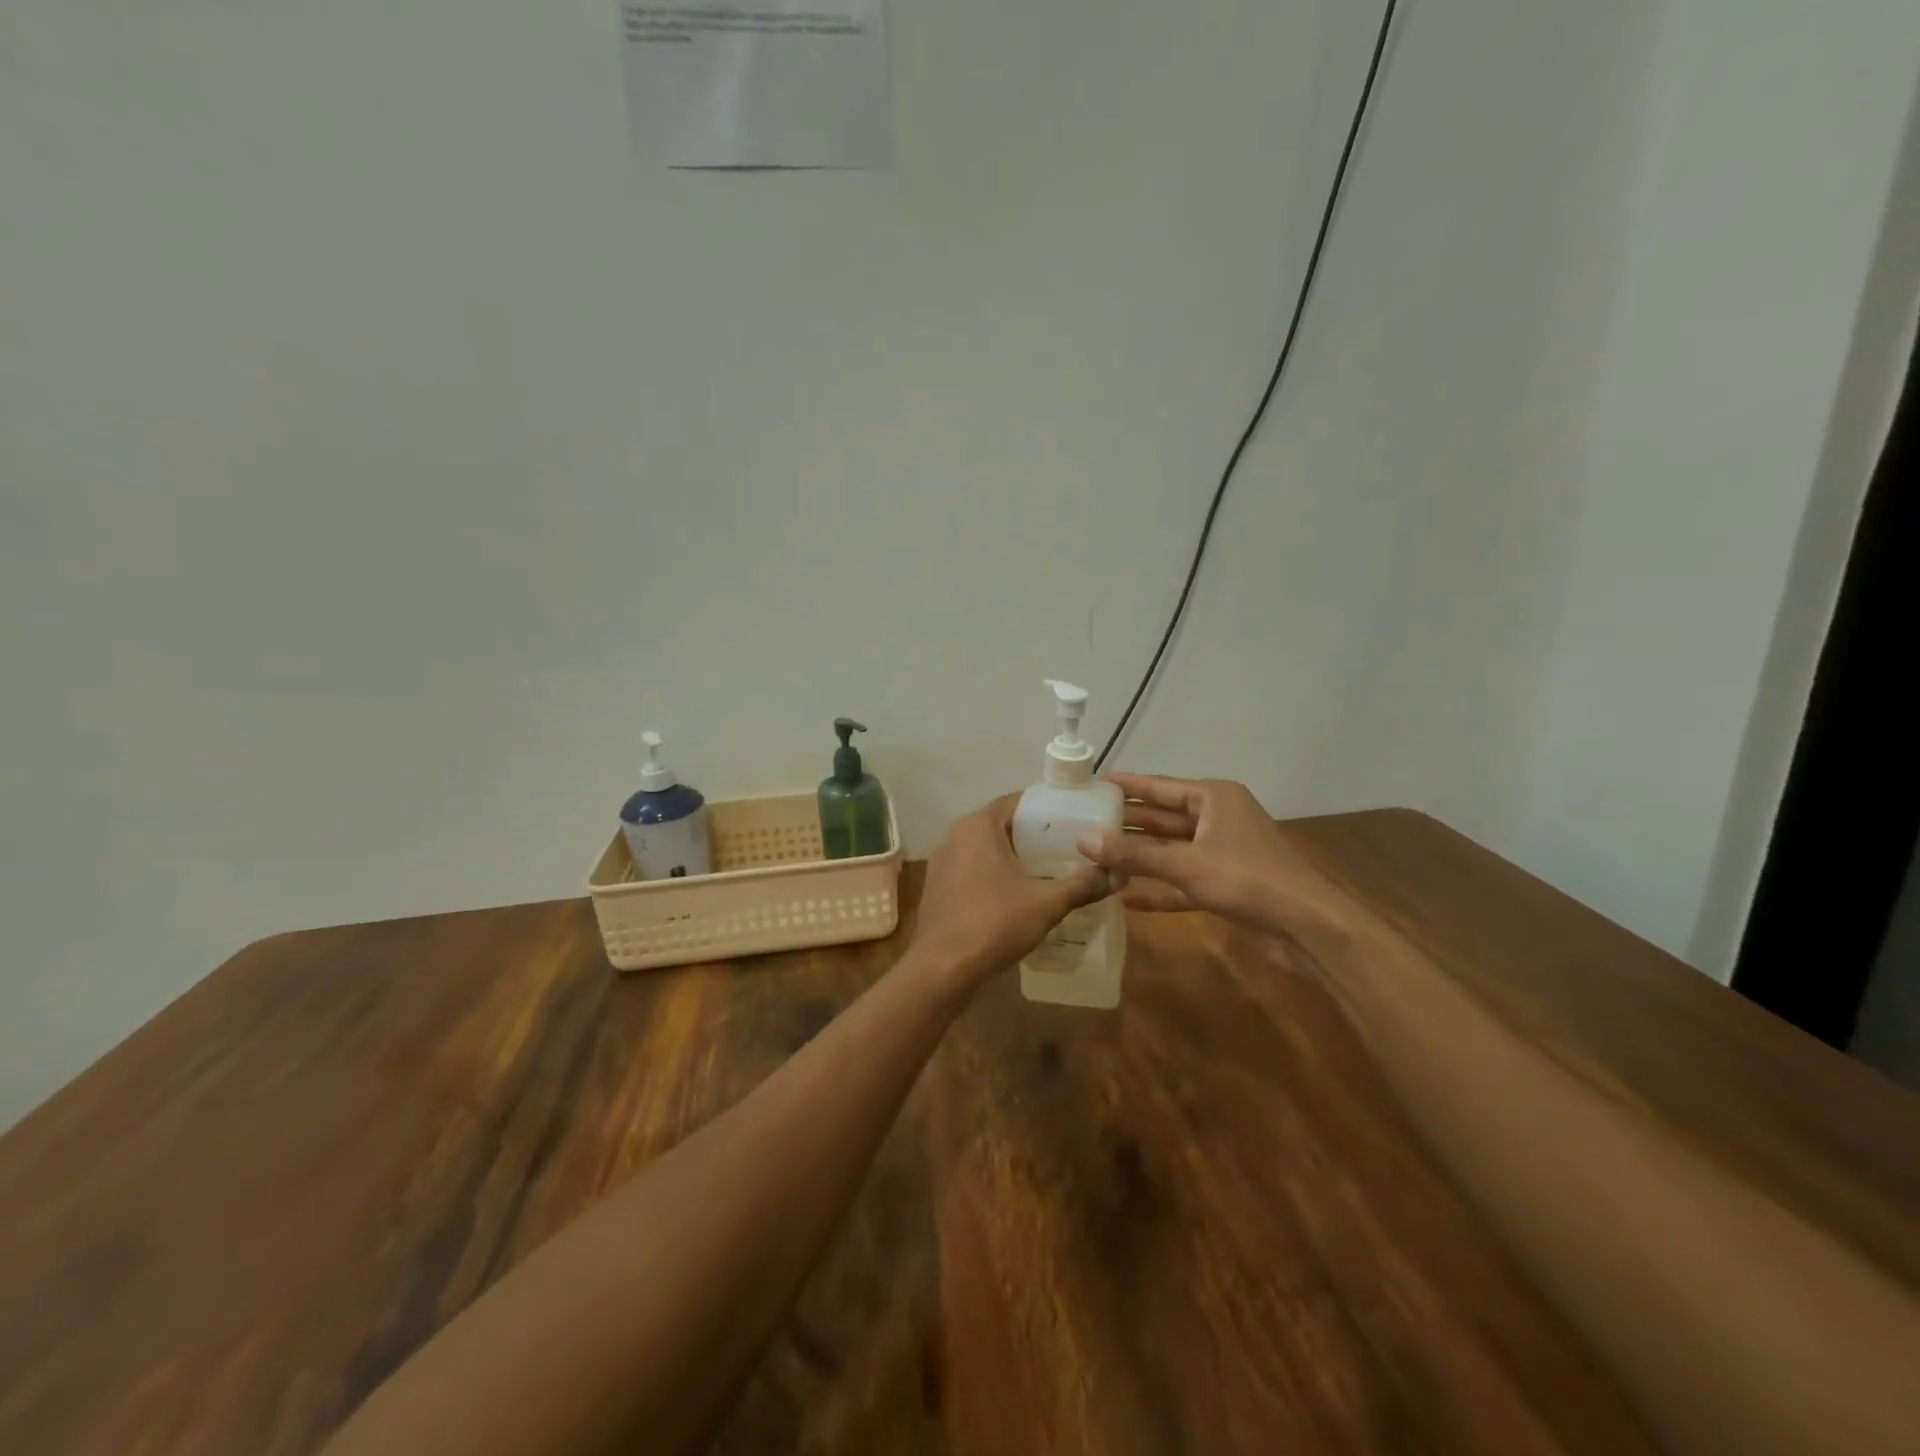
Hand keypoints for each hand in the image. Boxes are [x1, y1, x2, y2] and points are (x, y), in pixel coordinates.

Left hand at [909, 795, 1117, 988]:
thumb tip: (1119, 873)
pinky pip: (972, 869)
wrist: (941, 969)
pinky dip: (995, 874)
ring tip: (1049, 869)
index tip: (1076, 818)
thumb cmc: (993, 924)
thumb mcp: (1046, 904)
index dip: (1048, 808)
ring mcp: (942, 862)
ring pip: (985, 848)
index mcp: (978, 826)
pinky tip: (1018, 894)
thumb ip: (1083, 885)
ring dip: (1013, 856)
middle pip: (1002, 824)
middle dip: (1034, 835)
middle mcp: (955, 835)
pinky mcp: (938, 888)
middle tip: (1070, 845)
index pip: (1018, 801)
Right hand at [1076, 774, 1348, 934]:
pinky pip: (1182, 882)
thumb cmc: (1248, 879)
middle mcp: (1217, 819)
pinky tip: (1126, 899)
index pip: (1158, 786)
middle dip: (1125, 824)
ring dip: (1138, 858)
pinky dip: (1158, 889)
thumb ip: (1134, 854)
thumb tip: (1083, 839)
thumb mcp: (1186, 864)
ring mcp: (1221, 853)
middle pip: (1162, 818)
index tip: (1090, 784)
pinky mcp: (1224, 885)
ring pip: (1170, 850)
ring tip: (1094, 858)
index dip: (1124, 786)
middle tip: (1081, 824)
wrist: (1309, 926)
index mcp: (1213, 798)